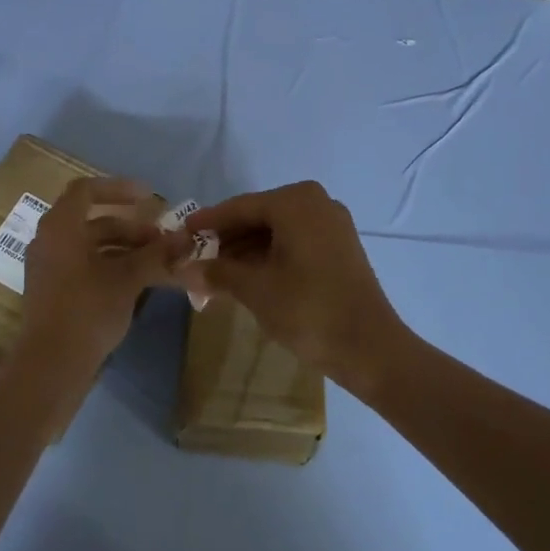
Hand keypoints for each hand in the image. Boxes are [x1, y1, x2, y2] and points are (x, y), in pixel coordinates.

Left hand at [16, 178, 186, 375]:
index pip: (86, 191)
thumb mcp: (127, 279)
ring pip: (91, 247)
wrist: (52, 364)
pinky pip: (84, 267)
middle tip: (162, 241)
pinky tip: (138, 283)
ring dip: (125, 250)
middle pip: (93, 222)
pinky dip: (111, 267)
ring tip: (158, 263)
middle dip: (131, 228)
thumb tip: (186, 239)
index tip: (149, 197)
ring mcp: (49, 268)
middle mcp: (49, 241)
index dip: (118, 188)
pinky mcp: (53, 292)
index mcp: (60, 227)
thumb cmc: (87, 310)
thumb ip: (157, 255)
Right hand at [185, 181, 408, 391]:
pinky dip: (268, 257)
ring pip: (275, 231)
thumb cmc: (307, 309)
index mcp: (295, 202)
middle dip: (226, 240)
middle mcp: (316, 203)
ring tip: (215, 274)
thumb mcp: (254, 289)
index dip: (206, 223)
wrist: (369, 348)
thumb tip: (182, 270)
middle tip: (195, 258)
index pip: (239, 208)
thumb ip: (217, 273)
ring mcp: (332, 225)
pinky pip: (293, 243)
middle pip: (258, 217)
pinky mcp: (339, 248)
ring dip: (245, 251)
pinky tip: (245, 277)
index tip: (180, 234)